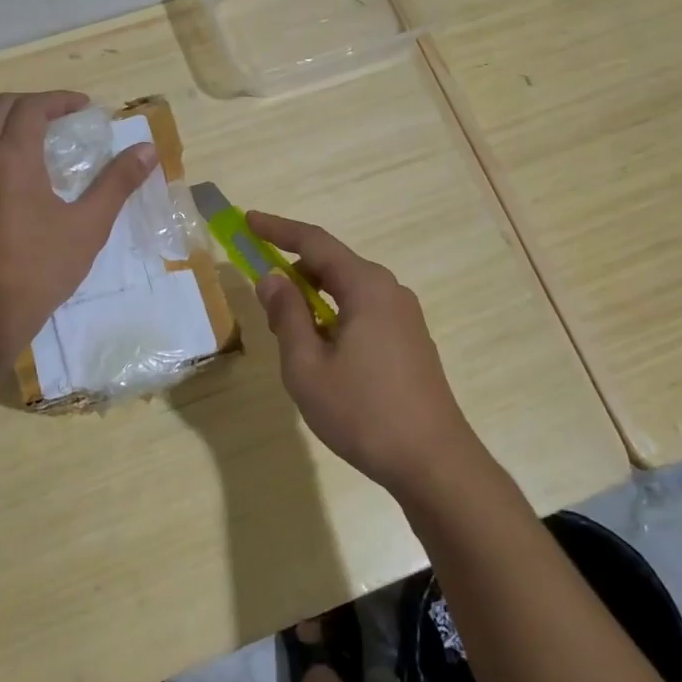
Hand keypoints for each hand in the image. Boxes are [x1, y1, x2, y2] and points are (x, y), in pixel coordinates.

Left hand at [0, 91, 157, 359]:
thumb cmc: (41, 267)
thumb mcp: (89, 226)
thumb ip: (118, 182)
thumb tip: (148, 150)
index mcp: (13, 157)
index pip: (32, 107)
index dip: (59, 100)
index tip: (83, 108)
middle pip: (1, 107)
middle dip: (33, 104)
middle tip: (60, 119)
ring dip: (2, 118)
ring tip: (26, 133)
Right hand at [247, 211, 490, 499]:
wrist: (433, 461)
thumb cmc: (363, 412)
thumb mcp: (307, 366)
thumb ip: (287, 316)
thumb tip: (272, 278)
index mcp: (367, 287)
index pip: (315, 242)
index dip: (278, 229)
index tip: (248, 220)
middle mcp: (389, 291)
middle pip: (333, 264)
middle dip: (293, 268)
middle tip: (260, 286)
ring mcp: (404, 316)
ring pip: (348, 290)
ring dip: (313, 296)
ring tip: (285, 326)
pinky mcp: (410, 340)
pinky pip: (363, 310)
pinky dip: (334, 314)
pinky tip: (320, 348)